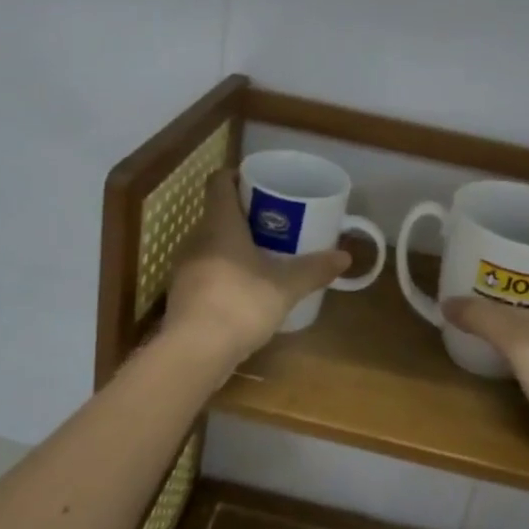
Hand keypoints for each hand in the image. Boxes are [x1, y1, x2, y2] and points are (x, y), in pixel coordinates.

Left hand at [163, 171, 351, 365]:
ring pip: (211, 243)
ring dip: (234, 245)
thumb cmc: (240, 304)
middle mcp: (197, 238)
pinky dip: (224, 271)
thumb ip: (314, 269)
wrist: (194, 352)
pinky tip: (246, 289)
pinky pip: (206, 270)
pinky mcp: (183, 294)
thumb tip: (345, 257)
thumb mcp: (285, 287)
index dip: (237, 176)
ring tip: (264, 255)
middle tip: (274, 222)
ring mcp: (185, 267)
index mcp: (219, 224)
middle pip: (217, 213)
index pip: (219, 182)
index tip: (260, 184)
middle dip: (244, 215)